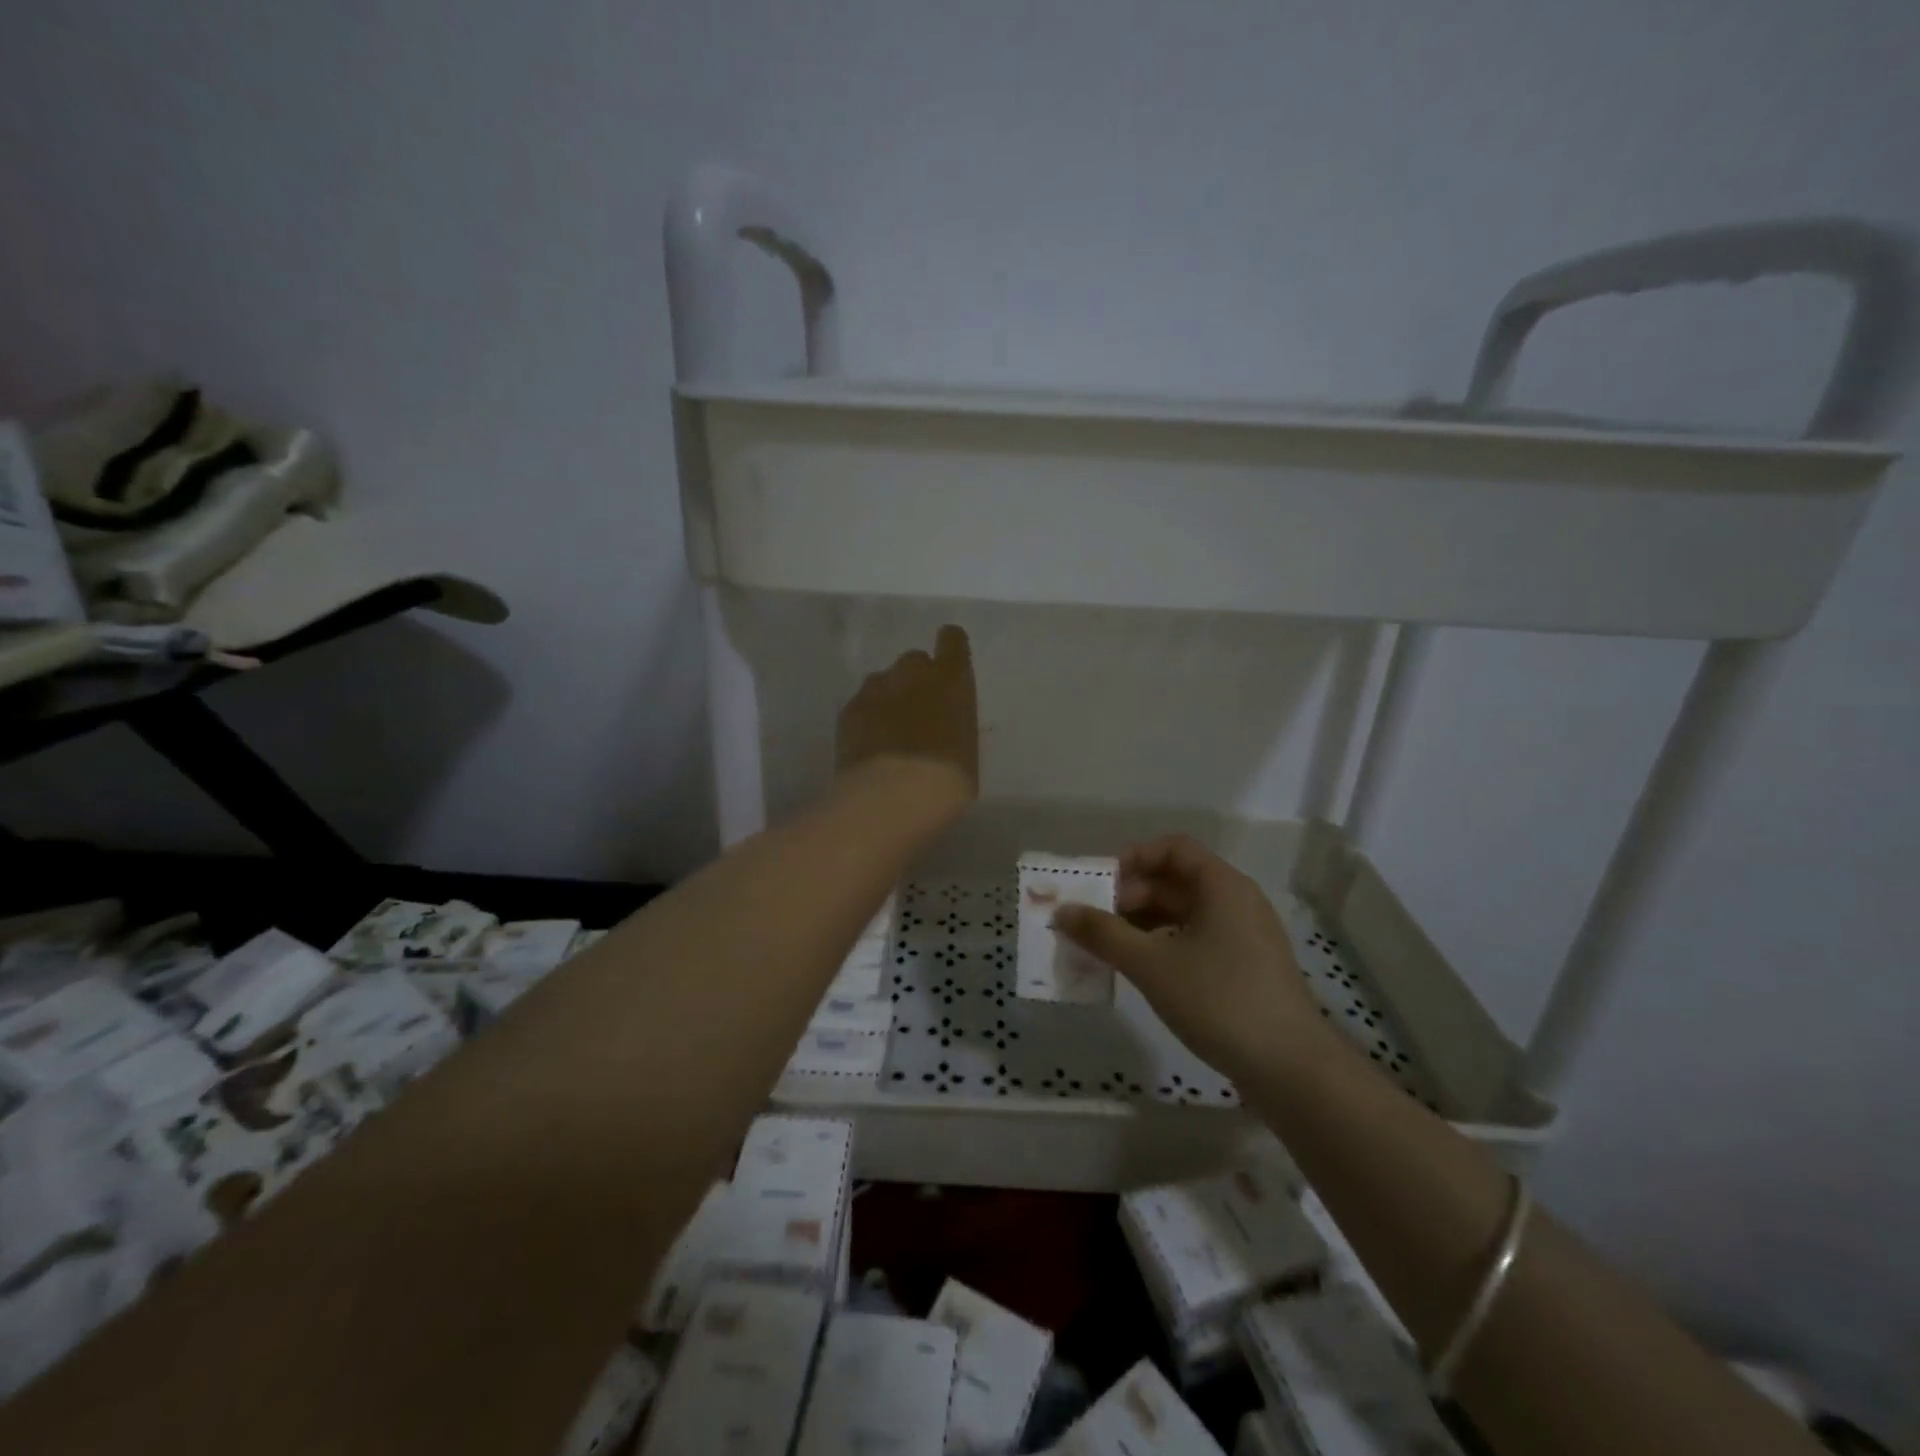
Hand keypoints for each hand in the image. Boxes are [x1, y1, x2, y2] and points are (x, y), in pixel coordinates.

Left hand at [836, 625, 978, 811]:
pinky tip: (868, 746)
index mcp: (951, 679)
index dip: (950, 650)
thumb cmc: (947, 779)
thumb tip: (944, 724)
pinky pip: (861, 705)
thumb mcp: (968, 748)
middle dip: (916, 680)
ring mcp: (875, 689)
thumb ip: (955, 723)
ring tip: (889, 732)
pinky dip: (866, 719)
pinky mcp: (848, 710)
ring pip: (883, 682)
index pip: (952, 640)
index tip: (949, 667)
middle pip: (914, 661)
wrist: (893, 797)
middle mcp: (912, 673)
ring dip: (888, 698)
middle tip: (918, 713)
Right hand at [1053, 835, 1330, 1086]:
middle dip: (1131, 896)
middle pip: (1176, 881)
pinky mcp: (1247, 967)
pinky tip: (1143, 972)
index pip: (1173, 848)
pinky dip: (1166, 945)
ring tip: (1110, 949)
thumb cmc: (1219, 1000)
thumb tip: (1062, 911)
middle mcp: (1237, 901)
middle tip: (1096, 924)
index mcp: (1221, 886)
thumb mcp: (1151, 964)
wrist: (1291, 1069)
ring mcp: (1246, 936)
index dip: (1134, 858)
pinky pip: (1198, 939)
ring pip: (1185, 913)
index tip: (1100, 884)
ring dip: (1145, 924)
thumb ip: (1103, 934)